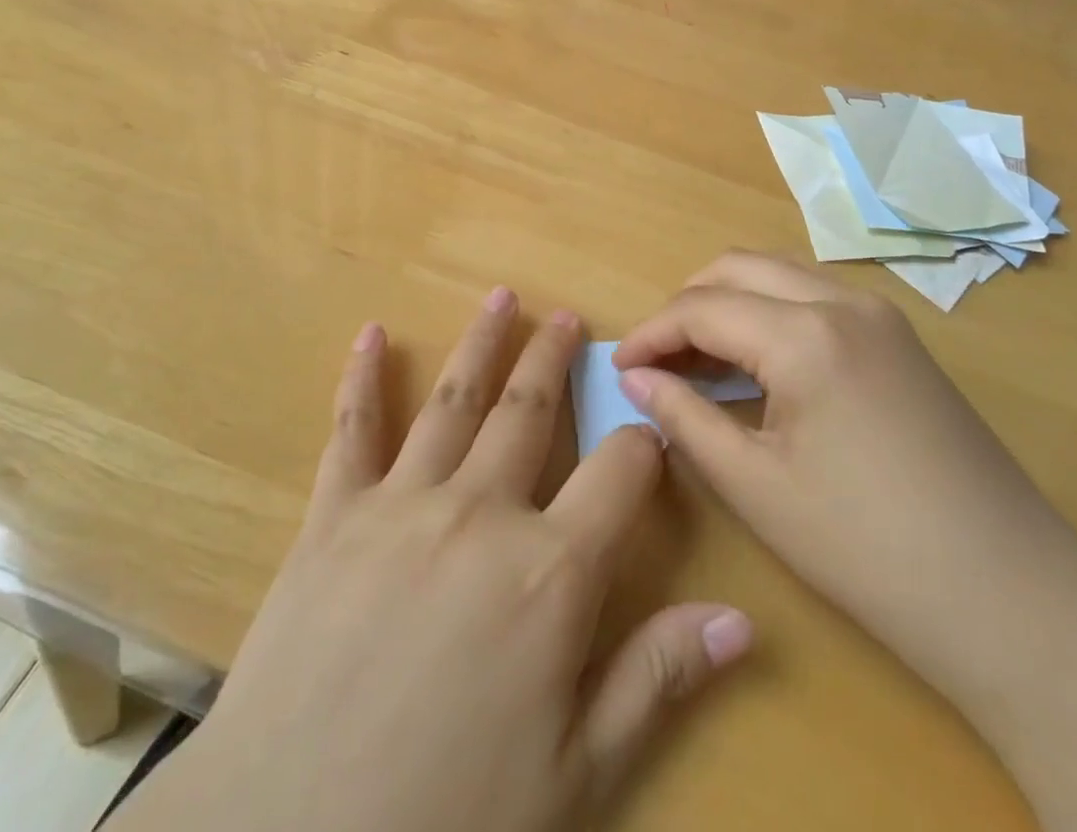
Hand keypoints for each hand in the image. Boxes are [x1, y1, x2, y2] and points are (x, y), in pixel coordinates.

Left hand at [111, 290, 751, 831]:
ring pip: (455, 401)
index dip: (644, 447)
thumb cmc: (447, 822)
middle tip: (567, 317)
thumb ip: (658, 680)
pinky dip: (361, 379)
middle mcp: (481, 512)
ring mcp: (402, 504)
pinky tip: (369, 334)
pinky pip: (352, 432)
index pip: (621, 472)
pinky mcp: (333, 517)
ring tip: (502, 296)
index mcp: (550, 571)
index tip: (651, 432)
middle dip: (554, 359)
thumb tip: (742, 618)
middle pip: (532, 411)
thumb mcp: (576, 774)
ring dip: (482, 343)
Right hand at [618, 254, 1076, 831]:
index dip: (651, 333)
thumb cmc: (868, 549)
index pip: (702, 308)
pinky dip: (771, 313)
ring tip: (700, 361)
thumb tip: (636, 380)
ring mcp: (880, 313)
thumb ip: (686, 419)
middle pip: (738, 267)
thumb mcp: (757, 488)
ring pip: (779, 274)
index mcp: (805, 332)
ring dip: (730, 302)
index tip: (619, 367)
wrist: (1012, 596)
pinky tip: (760, 365)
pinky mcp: (901, 337)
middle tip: (657, 361)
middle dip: (686, 304)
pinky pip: (815, 297)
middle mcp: (842, 300)